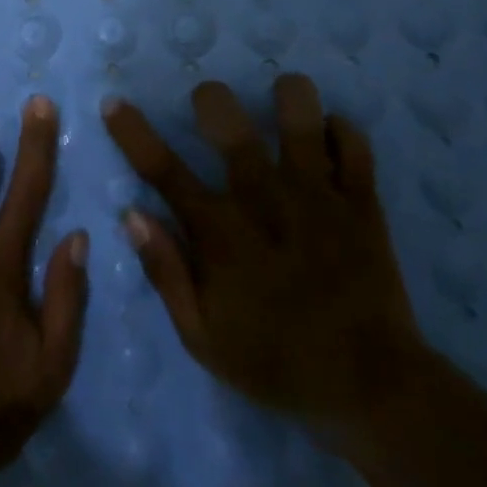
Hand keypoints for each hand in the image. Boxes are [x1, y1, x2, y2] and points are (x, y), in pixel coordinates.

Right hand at [103, 73, 427, 442]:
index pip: (162, 169)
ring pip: (300, 116)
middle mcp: (264, 199)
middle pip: (230, 122)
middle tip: (211, 104)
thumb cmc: (276, 363)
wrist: (372, 389)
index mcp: (220, 232)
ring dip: (287, 97)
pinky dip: (339, 129)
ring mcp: (318, 196)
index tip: (114, 102)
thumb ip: (165, 272)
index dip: (132, 131)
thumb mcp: (202, 337)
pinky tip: (328, 134)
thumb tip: (132, 215)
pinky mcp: (361, 202)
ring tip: (281, 98)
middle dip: (212, 99)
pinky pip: (354, 143)